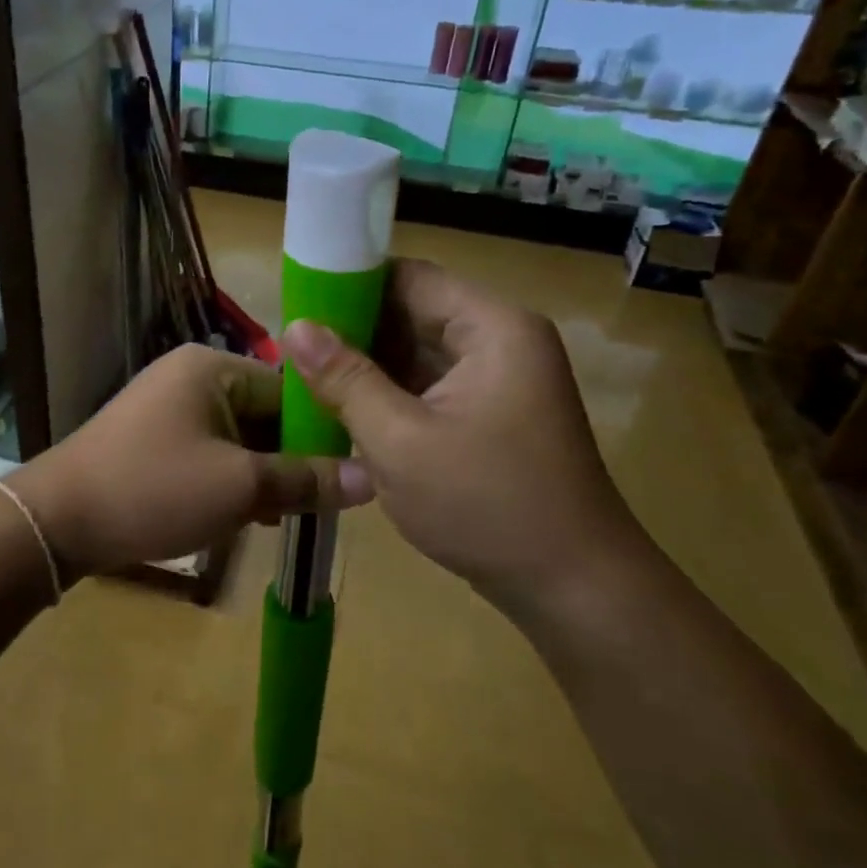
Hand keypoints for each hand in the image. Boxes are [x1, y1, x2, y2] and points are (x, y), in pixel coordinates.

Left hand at [9, 344, 373, 578]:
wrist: (58, 520)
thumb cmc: (155, 490)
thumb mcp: (240, 488)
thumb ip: (306, 480)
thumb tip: (372, 477)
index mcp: (212, 368)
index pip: (289, 390)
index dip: (321, 432)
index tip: (347, 475)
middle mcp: (190, 375)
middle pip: (263, 412)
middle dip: (288, 459)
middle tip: (313, 504)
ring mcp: (167, 405)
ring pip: (237, 436)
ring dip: (260, 473)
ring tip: (280, 516)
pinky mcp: (152, 437)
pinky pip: (208, 450)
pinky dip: (228, 478)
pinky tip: (242, 515)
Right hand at [280, 259, 649, 617]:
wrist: (575, 590)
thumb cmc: (487, 506)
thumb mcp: (400, 441)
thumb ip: (345, 379)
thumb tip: (295, 327)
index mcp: (492, 328)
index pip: (410, 277)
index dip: (350, 283)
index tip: (297, 304)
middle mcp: (500, 340)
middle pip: (414, 311)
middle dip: (353, 328)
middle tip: (292, 348)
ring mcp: (499, 378)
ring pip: (418, 351)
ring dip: (368, 363)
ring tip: (305, 375)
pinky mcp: (491, 412)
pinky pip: (430, 384)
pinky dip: (390, 392)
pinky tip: (344, 406)